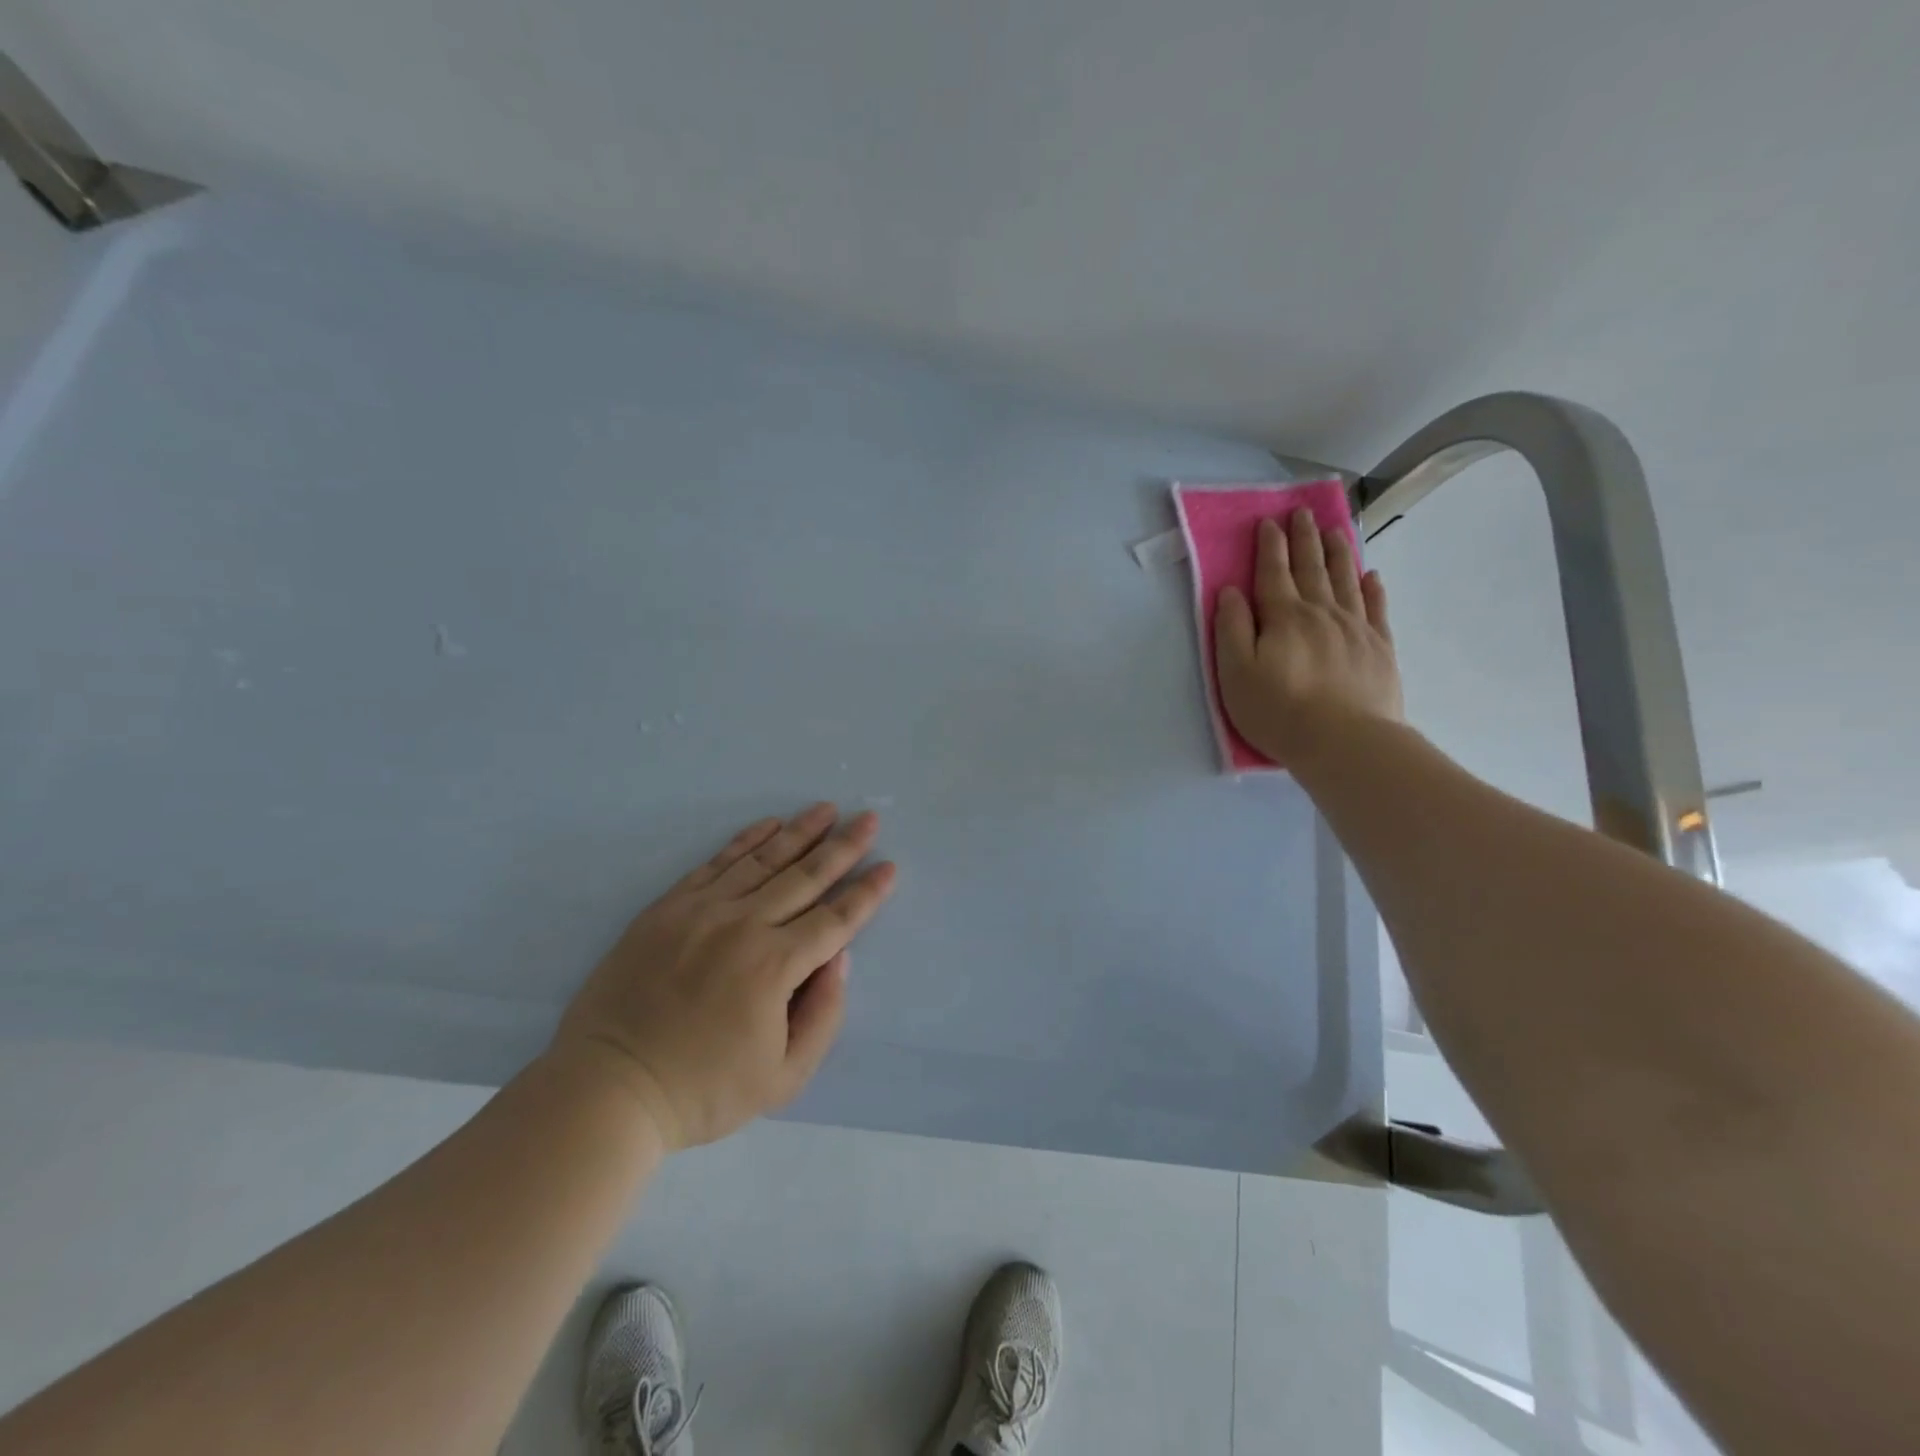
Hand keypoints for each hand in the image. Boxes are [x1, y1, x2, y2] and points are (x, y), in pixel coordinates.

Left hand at [551, 804, 897, 1150]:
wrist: (607, 1088)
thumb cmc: (702, 1091)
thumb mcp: (783, 1079)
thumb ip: (823, 1015)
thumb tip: (838, 957)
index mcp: (775, 967)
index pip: (835, 919)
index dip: (867, 893)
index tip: (890, 865)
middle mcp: (744, 926)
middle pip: (806, 877)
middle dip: (844, 847)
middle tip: (869, 819)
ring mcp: (702, 911)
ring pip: (764, 860)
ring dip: (800, 831)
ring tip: (827, 809)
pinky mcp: (668, 908)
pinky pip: (716, 863)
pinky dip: (746, 840)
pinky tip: (769, 824)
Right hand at [1214, 508, 1403, 771]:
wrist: (1345, 743)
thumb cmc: (1279, 711)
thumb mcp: (1236, 674)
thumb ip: (1231, 629)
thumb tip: (1231, 591)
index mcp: (1284, 618)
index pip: (1273, 573)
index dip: (1270, 546)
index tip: (1269, 522)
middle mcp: (1321, 613)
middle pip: (1311, 568)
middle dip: (1304, 538)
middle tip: (1302, 512)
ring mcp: (1356, 628)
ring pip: (1345, 579)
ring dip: (1338, 552)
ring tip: (1335, 530)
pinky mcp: (1380, 648)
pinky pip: (1376, 607)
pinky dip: (1372, 587)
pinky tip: (1371, 575)